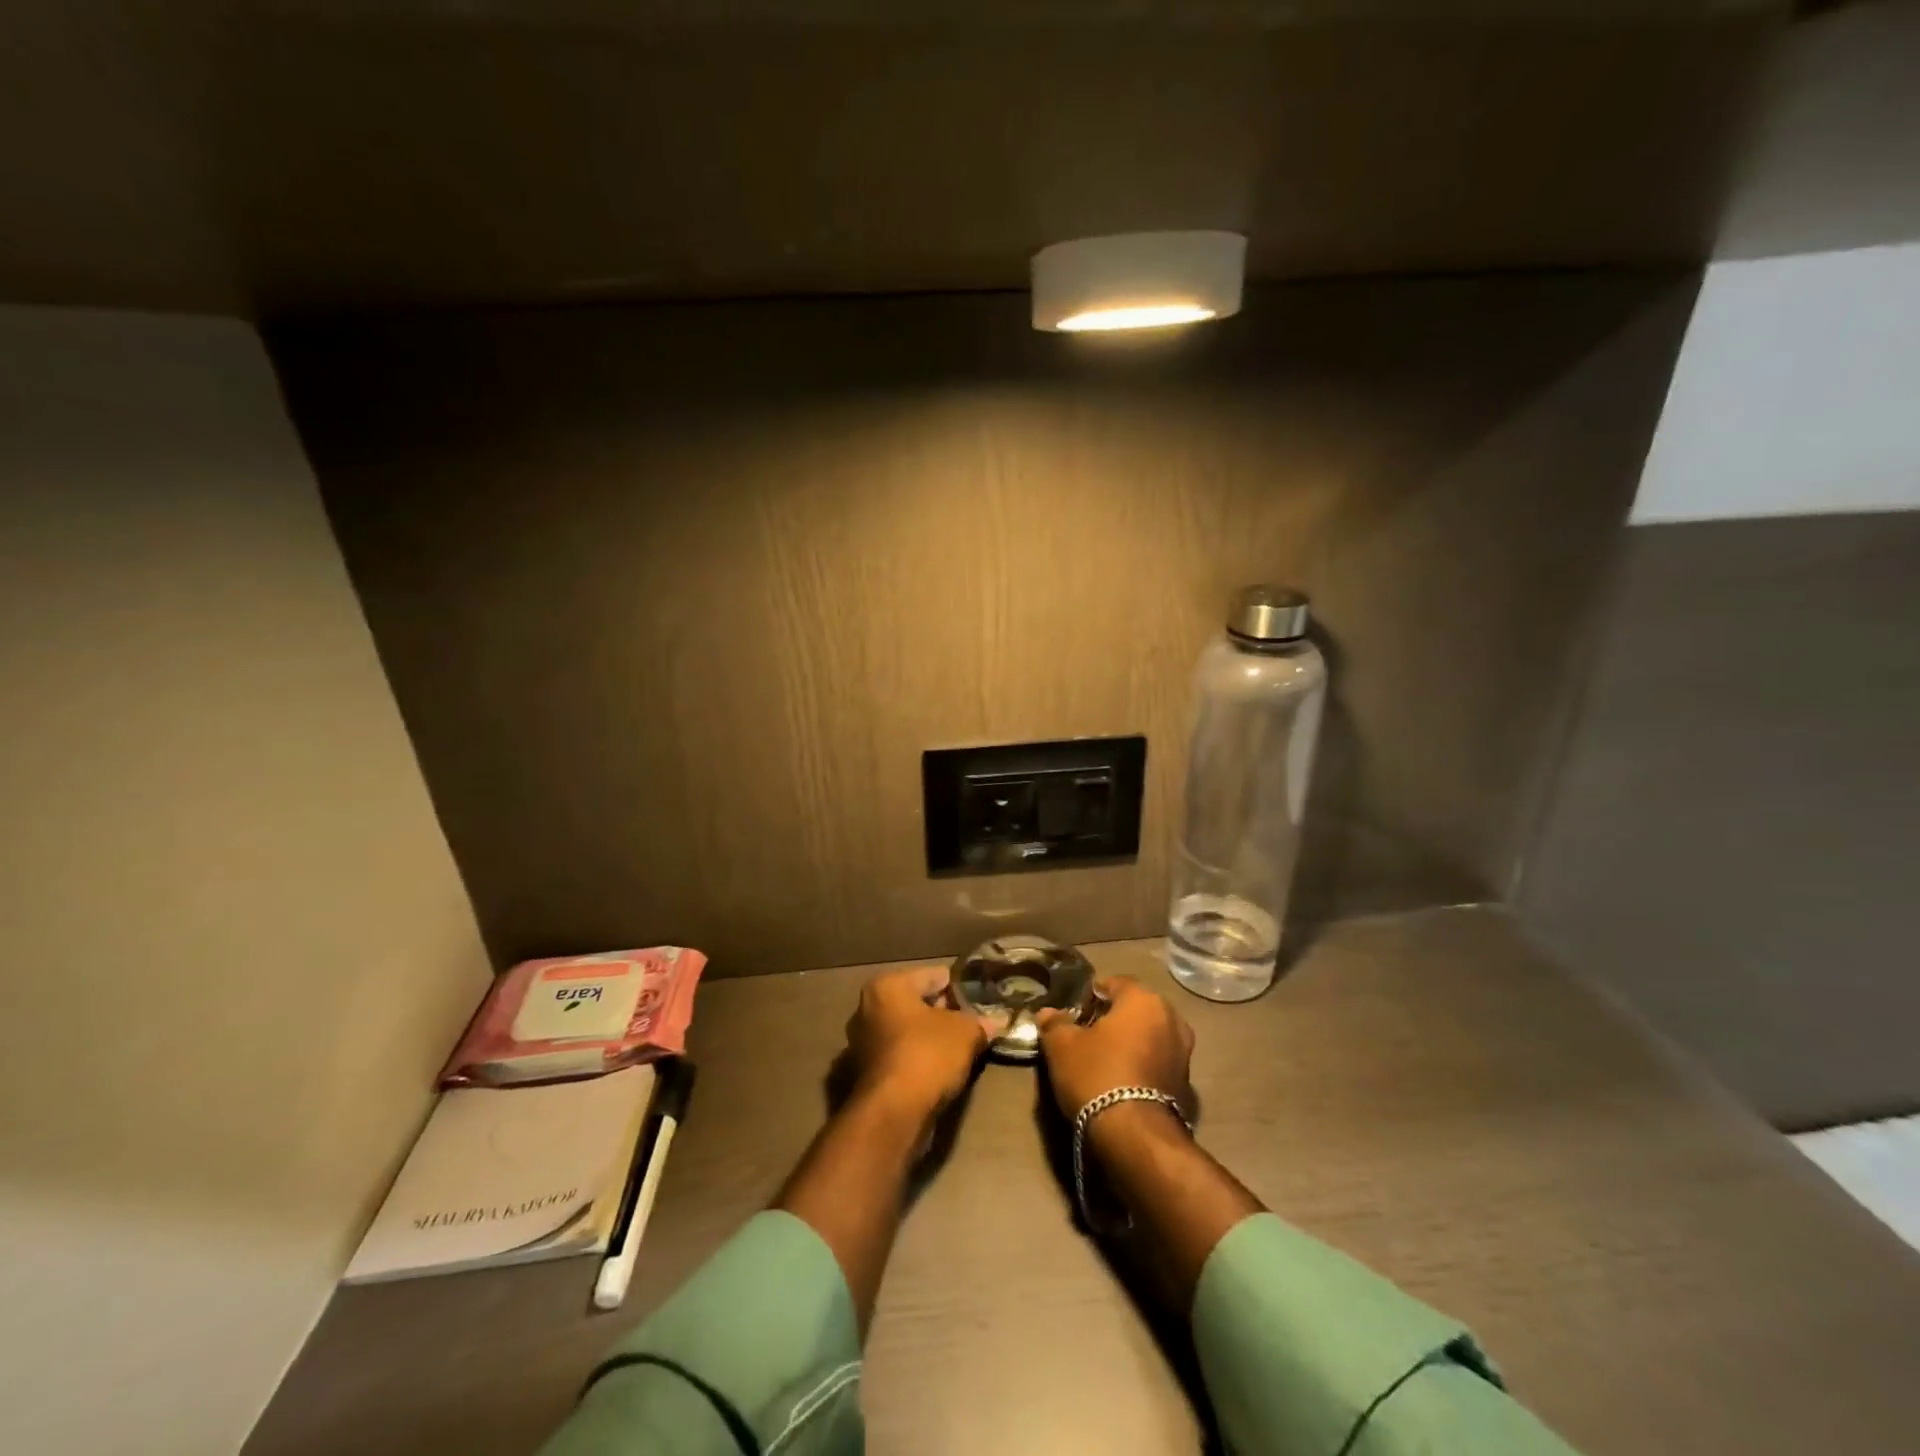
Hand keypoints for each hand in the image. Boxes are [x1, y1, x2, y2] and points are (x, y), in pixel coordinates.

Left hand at [844, 966, 986, 1124]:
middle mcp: (867, 1009)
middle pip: (916, 1003)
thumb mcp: (965, 1032)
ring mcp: (863, 1043)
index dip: (958, 985)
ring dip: (931, 1037)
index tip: (979, 996)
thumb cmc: (927, 1054)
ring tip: (961, 1045)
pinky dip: (920, 1058)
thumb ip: (980, 1022)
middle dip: (943, 1012)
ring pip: (907, 1031)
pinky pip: (902, 1055)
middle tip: (972, 1020)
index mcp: (887, 986)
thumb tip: (997, 1021)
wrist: (894, 1113)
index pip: (931, 975)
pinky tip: (942, 1067)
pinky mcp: (867, 1074)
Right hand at [1036, 976, 1195, 1122]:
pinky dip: (1142, 1064)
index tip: (1075, 1011)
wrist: (1136, 1136)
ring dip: (1130, 1041)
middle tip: (1087, 1034)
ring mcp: (1184, 1052)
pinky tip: (1122, 1079)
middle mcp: (1171, 1018)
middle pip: (1135, 1009)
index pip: (1114, 983)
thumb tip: (1047, 1013)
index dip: (1092, 995)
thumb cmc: (1098, 1075)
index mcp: (1143, 999)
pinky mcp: (1187, 1084)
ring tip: (1104, 1058)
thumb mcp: (1062, 1046)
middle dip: (1114, 1017)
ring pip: (1149, 1035)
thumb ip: (1055, 1023)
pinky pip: (1158, 1061)